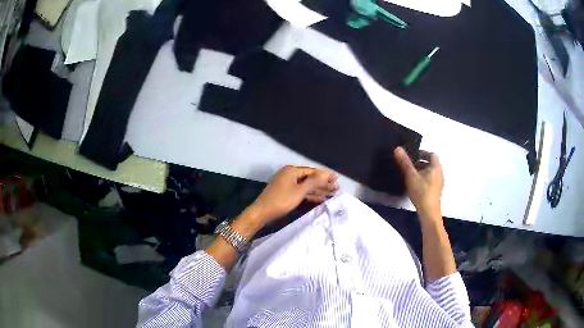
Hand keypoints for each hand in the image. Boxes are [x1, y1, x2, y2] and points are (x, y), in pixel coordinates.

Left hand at [245, 165, 338, 226]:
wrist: (262, 212)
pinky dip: (310, 195)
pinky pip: (301, 191)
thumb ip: (313, 182)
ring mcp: (288, 184)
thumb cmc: (281, 200)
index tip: (337, 178)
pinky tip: (321, 198)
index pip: (312, 171)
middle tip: (337, 187)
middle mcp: (290, 174)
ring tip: (333, 193)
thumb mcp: (299, 191)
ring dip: (319, 190)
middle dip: (324, 183)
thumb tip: (325, 175)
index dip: (325, 175)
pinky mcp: (286, 193)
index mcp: (291, 170)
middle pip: (310, 178)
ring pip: (306, 186)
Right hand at [394, 147, 443, 220]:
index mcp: (436, 167)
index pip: (432, 154)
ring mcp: (439, 183)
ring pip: (431, 172)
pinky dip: (424, 179)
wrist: (429, 212)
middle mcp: (440, 173)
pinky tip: (415, 186)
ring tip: (411, 176)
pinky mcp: (436, 191)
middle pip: (431, 163)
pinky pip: (431, 180)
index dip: (423, 153)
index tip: (413, 156)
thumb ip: (405, 162)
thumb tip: (398, 148)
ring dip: (422, 171)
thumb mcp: (411, 176)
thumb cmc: (421, 192)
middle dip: (420, 162)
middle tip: (409, 166)